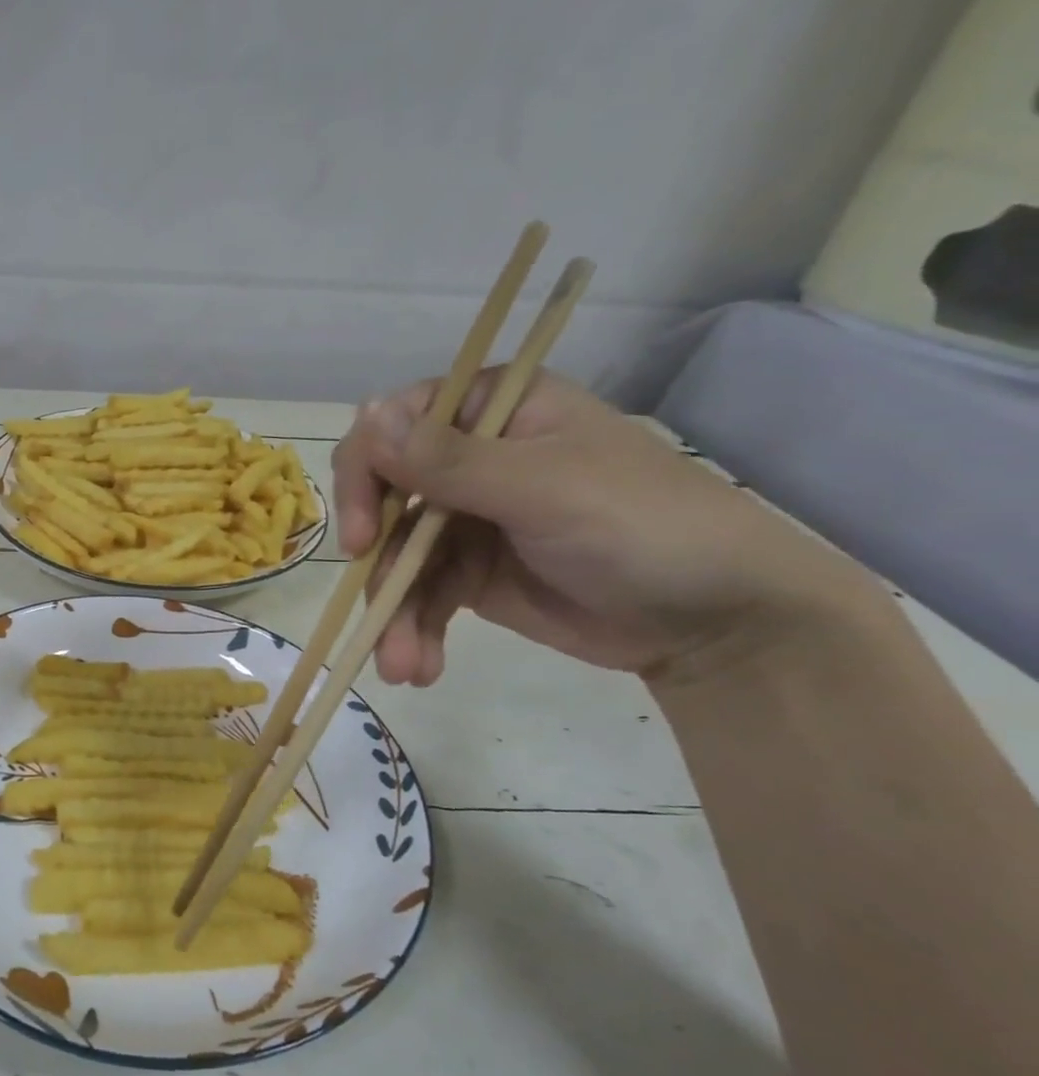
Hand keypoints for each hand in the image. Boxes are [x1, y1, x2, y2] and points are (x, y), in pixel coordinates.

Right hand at [331, 370, 863, 685]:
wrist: (716, 623)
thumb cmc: (641, 526)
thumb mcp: (542, 488)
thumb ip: (447, 459)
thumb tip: (358, 408)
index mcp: (492, 413)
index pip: (395, 427)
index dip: (366, 476)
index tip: (363, 536)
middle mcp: (468, 459)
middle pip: (385, 498)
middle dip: (378, 561)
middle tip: (376, 606)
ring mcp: (465, 519)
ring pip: (397, 556)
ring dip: (393, 611)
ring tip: (400, 665)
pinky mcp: (469, 574)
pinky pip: (421, 595)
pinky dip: (413, 630)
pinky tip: (419, 667)